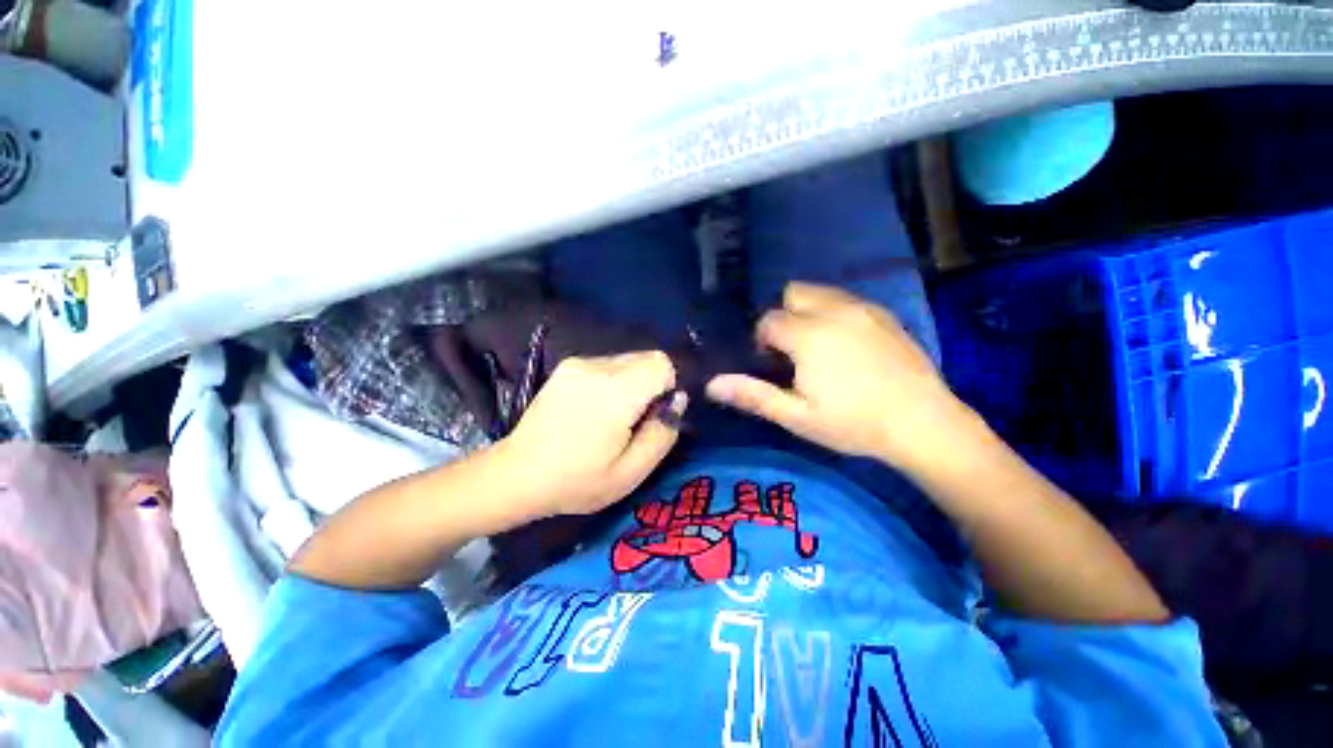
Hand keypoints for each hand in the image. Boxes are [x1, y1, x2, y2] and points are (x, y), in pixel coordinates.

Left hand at [500, 352, 686, 516]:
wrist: (517, 474)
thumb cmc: (577, 481)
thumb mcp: (631, 472)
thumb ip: (663, 433)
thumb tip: (677, 400)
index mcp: (615, 391)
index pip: (662, 363)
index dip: (668, 386)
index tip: (655, 414)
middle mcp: (596, 366)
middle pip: (646, 358)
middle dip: (651, 385)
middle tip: (635, 420)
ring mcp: (578, 363)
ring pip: (628, 360)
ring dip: (632, 383)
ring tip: (612, 417)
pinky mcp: (567, 366)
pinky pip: (607, 364)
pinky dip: (613, 382)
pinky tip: (594, 409)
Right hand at [706, 282, 979, 469]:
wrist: (924, 424)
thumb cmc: (853, 424)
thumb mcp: (797, 416)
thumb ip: (753, 395)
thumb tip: (711, 384)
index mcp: (809, 335)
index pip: (769, 320)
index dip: (763, 341)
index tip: (772, 365)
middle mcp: (834, 311)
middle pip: (793, 293)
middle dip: (783, 316)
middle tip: (792, 351)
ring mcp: (864, 309)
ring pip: (821, 292)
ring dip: (807, 311)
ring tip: (817, 347)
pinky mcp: (885, 315)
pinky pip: (847, 301)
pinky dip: (834, 313)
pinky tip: (846, 345)